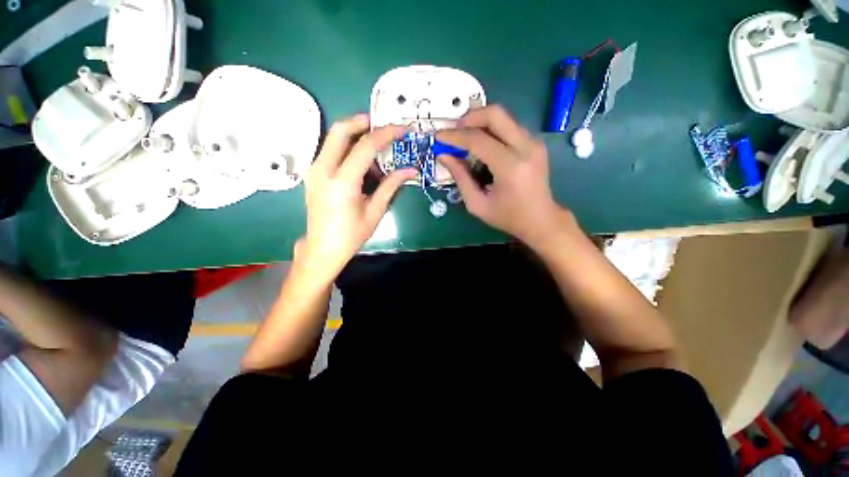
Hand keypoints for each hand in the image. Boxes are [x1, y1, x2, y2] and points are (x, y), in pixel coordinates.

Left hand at [301, 114, 415, 280]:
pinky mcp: (313, 174)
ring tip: (376, 152)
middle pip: (340, 130)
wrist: (322, 248)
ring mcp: (314, 170)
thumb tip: (410, 170)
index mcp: (342, 182)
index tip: (402, 129)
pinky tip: (361, 165)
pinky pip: (330, 150)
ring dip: (355, 136)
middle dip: (362, 121)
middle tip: (382, 125)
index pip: (365, 146)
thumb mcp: (374, 211)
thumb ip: (391, 186)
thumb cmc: (351, 235)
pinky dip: (347, 149)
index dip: (386, 134)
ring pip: (333, 138)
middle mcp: (323, 170)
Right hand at [436, 106, 569, 248]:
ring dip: (479, 122)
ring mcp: (534, 142)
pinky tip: (481, 144)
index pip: (478, 140)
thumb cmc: (507, 217)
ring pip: (503, 117)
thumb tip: (443, 156)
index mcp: (510, 167)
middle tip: (453, 131)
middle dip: (469, 118)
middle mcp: (526, 148)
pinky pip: (508, 126)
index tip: (438, 136)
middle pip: (495, 114)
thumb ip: (460, 178)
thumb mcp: (477, 204)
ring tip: (464, 138)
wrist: (541, 219)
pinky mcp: (535, 143)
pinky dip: (491, 130)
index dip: (455, 136)